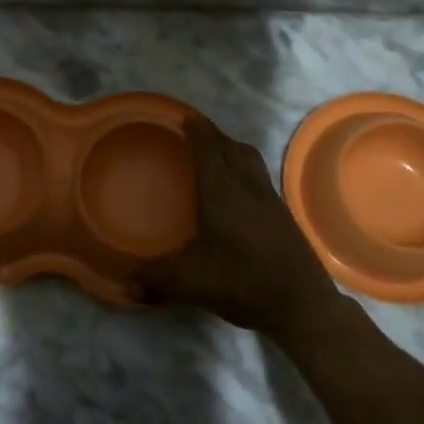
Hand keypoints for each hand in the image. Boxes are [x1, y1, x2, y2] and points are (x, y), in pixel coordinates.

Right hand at [132, 116, 343, 339]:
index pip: (208, 149)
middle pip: (231, 148)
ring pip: (251, 159)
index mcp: (221, 192)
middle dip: (213, 135)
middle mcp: (247, 187)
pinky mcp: (284, 215)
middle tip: (196, 132)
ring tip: (219, 152)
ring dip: (233, 148)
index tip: (185, 118)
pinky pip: (261, 176)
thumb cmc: (241, 283)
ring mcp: (270, 199)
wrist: (301, 305)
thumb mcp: (190, 282)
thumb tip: (122, 283)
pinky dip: (247, 169)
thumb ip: (154, 278)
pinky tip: (242, 189)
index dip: (197, 131)